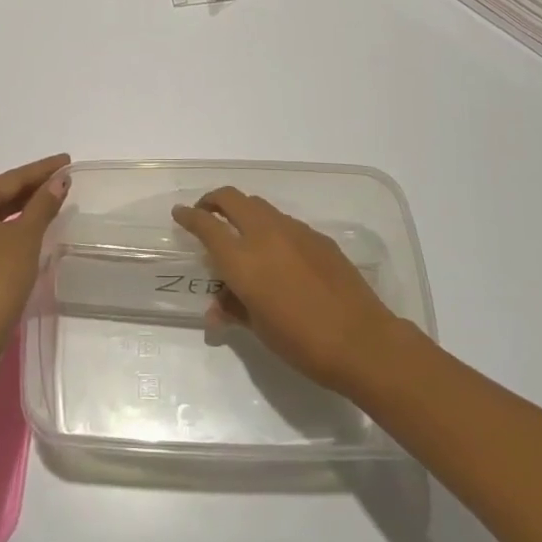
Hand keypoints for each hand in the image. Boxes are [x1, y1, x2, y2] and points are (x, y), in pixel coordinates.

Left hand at [0, 154, 69, 365]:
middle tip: (60, 180)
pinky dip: (5, 228)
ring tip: (46, 202)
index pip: (11, 178)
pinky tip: (23, 231)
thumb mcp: (27, 237)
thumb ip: (43, 205)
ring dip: (18, 208)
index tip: (66, 161)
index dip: (41, 169)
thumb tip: (59, 181)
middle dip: (29, 188)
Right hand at [172, 187, 397, 394]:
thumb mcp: (259, 328)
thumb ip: (234, 309)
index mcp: (242, 259)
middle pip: (231, 199)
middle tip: (206, 214)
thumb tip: (216, 309)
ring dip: (242, 211)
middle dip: (213, 201)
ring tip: (240, 233)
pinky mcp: (318, 237)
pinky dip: (270, 227)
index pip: (206, 225)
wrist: (361, 340)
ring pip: (259, 206)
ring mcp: (294, 231)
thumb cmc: (301, 342)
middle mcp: (265, 235)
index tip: (179, 213)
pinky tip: (277, 252)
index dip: (189, 216)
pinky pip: (284, 222)